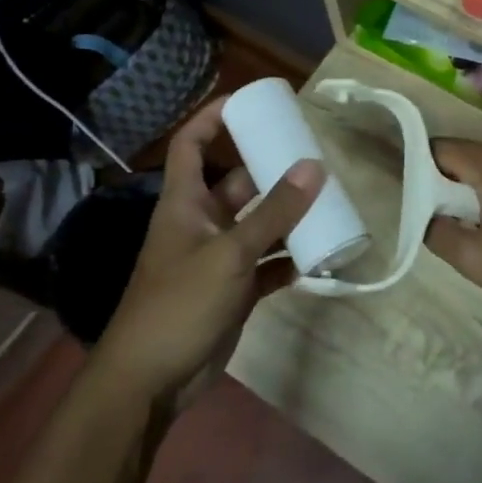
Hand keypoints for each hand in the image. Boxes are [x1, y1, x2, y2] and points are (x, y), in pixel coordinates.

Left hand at [94, 96, 322, 409]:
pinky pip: (268, 264)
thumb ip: (274, 213)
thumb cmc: (179, 304)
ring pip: (258, 225)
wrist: (151, 381)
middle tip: (314, 156)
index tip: (248, 101)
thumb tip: (315, 166)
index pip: (191, 145)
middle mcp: (201, 223)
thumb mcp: (230, 253)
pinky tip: (322, 255)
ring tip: (330, 201)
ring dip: (289, 217)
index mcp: (185, 203)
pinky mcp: (234, 290)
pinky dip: (290, 259)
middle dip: (272, 170)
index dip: (212, 117)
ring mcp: (218, 258)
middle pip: (238, 183)